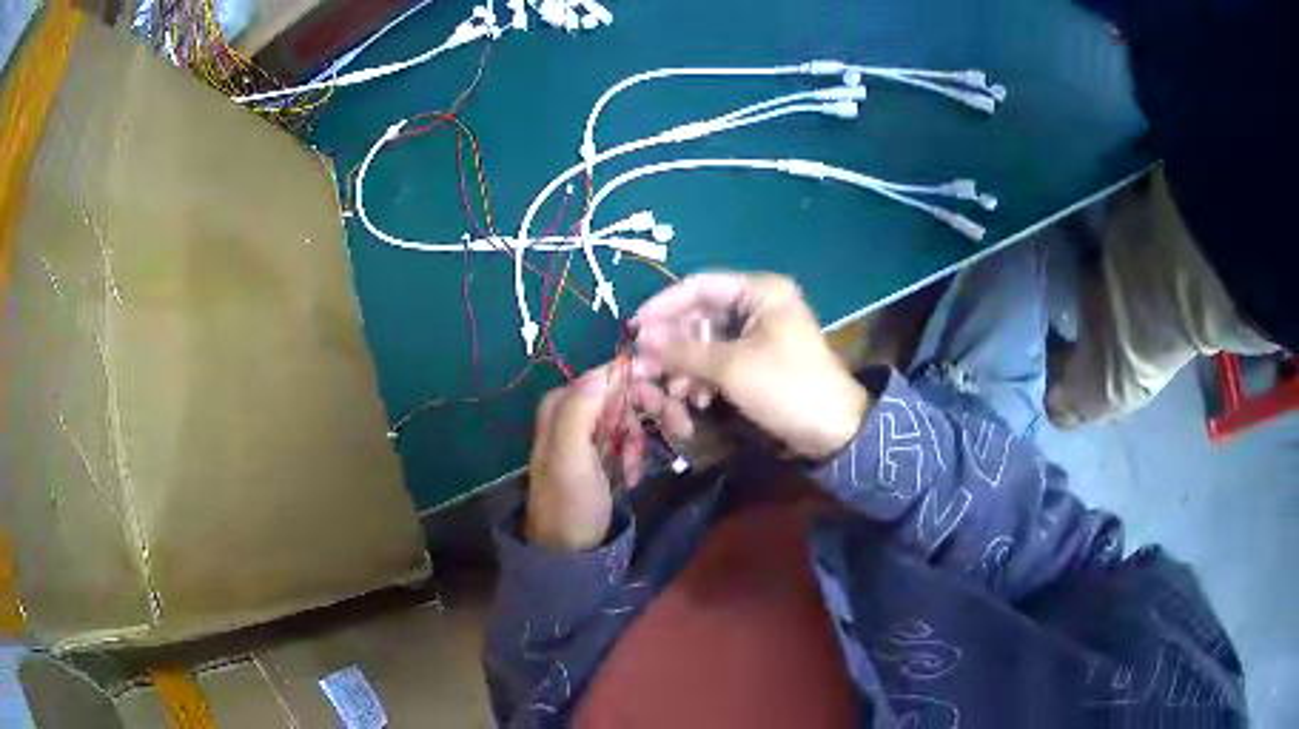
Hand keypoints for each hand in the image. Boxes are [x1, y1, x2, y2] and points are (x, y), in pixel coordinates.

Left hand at [527, 364, 691, 550]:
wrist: (568, 550)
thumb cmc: (570, 502)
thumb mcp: (570, 458)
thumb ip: (580, 410)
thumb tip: (608, 368)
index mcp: (562, 403)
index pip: (611, 375)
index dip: (645, 382)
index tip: (678, 399)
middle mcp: (573, 410)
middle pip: (623, 392)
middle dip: (654, 408)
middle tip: (683, 428)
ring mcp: (586, 431)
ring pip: (629, 414)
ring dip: (646, 433)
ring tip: (648, 461)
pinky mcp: (599, 451)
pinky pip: (627, 437)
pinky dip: (637, 451)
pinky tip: (635, 472)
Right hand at [633, 272, 869, 459]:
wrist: (831, 430)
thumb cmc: (785, 386)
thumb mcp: (730, 367)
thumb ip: (683, 351)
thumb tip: (640, 341)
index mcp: (760, 291)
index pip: (699, 286)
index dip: (663, 306)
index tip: (634, 328)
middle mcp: (758, 304)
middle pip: (701, 314)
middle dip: (673, 343)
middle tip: (646, 367)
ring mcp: (759, 332)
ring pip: (707, 340)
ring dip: (686, 365)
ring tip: (674, 391)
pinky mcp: (757, 358)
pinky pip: (720, 358)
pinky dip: (704, 376)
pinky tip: (696, 399)